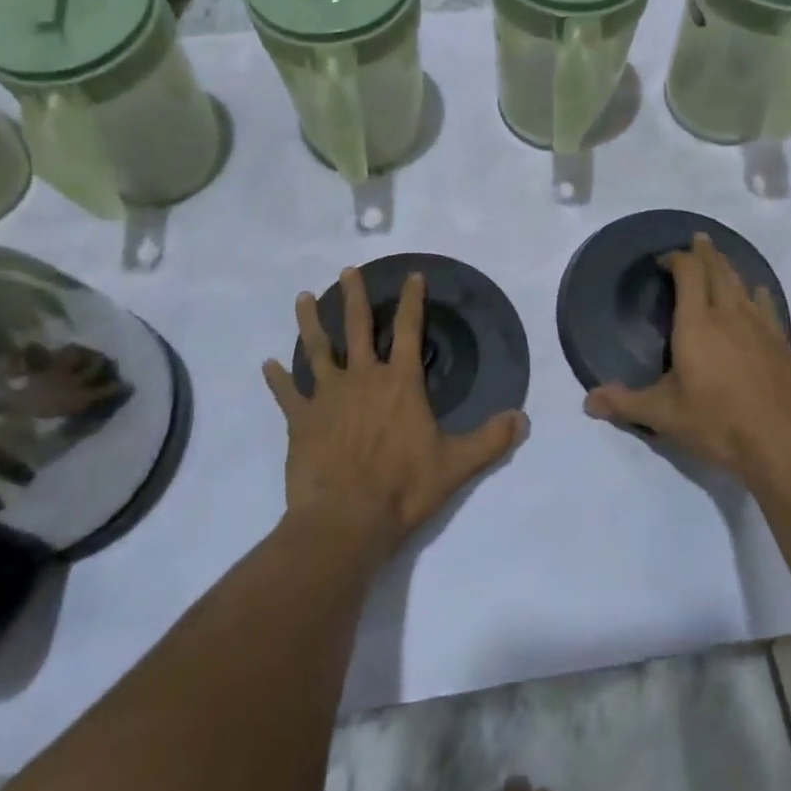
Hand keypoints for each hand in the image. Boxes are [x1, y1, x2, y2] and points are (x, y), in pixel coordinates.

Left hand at [263, 268, 526, 559]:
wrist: (346, 519)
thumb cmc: (403, 488)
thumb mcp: (456, 465)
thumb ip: (490, 440)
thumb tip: (523, 419)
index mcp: (400, 383)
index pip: (409, 330)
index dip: (413, 301)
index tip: (413, 276)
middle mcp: (363, 378)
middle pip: (358, 328)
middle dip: (355, 296)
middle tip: (348, 271)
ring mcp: (328, 396)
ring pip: (318, 350)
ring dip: (311, 323)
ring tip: (303, 298)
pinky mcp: (301, 420)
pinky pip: (287, 393)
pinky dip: (276, 378)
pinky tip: (267, 364)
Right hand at [585, 233, 790, 483]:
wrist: (785, 445)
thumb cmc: (718, 424)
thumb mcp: (664, 416)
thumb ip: (625, 404)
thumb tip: (588, 402)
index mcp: (696, 324)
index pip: (688, 273)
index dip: (676, 259)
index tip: (663, 261)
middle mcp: (729, 315)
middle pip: (717, 270)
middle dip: (704, 253)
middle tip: (697, 240)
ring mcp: (760, 327)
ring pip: (742, 284)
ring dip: (728, 268)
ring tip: (720, 260)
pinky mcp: (782, 344)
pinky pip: (767, 306)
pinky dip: (757, 293)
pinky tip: (758, 293)